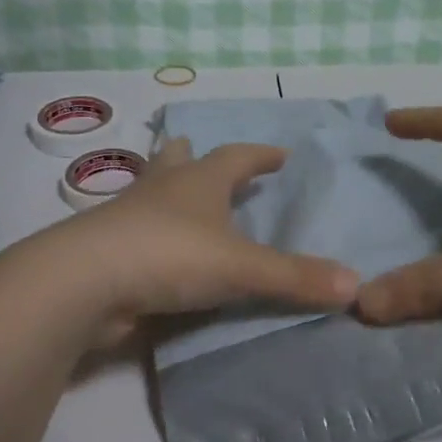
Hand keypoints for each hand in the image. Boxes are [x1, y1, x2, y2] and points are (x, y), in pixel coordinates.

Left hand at [42, 137, 358, 345]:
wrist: (85, 283)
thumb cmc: (170, 255)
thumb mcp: (242, 267)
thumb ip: (296, 278)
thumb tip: (356, 287)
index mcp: (198, 181)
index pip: (237, 156)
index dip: (262, 155)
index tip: (282, 155)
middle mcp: (162, 190)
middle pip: (179, 161)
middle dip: (196, 158)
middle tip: (207, 157)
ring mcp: (128, 217)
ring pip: (151, 193)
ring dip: (167, 192)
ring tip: (181, 201)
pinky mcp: (109, 250)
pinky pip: (137, 234)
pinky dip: (152, 235)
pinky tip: (160, 253)